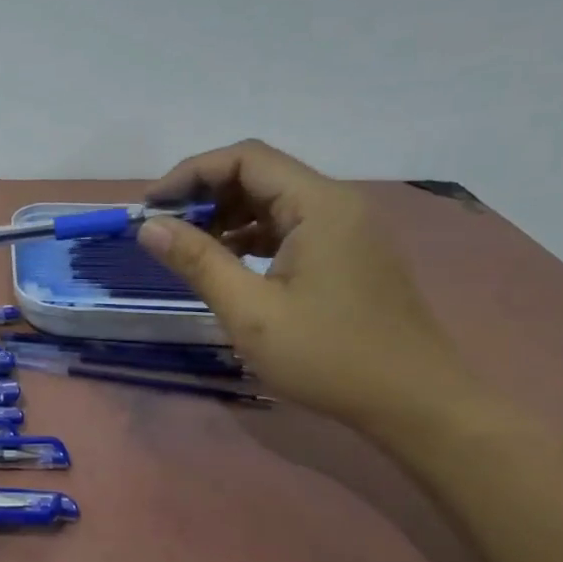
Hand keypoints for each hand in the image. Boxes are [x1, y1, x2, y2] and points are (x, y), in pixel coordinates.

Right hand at [139, 140, 473, 430]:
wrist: (414, 403)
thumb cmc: (328, 356)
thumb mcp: (250, 311)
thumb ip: (197, 261)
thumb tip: (148, 226)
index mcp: (319, 205)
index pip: (245, 158)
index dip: (190, 174)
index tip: (150, 208)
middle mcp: (336, 203)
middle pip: (259, 174)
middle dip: (204, 195)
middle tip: (163, 231)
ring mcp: (346, 228)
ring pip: (272, 201)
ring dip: (225, 217)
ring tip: (187, 250)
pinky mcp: (346, 253)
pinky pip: (288, 227)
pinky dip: (250, 237)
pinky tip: (226, 265)